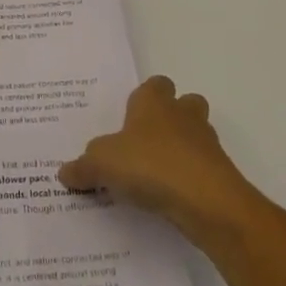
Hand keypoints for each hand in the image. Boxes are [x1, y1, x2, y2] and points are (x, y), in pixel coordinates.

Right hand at [59, 76, 255, 244]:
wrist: (207, 201)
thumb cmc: (151, 165)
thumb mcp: (102, 164)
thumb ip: (83, 167)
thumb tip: (64, 172)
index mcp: (154, 102)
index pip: (154, 84)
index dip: (143, 98)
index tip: (128, 118)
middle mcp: (183, 114)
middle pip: (184, 103)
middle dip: (171, 118)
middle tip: (145, 143)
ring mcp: (207, 143)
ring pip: (197, 135)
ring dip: (182, 148)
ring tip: (157, 174)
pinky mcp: (220, 173)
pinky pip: (203, 168)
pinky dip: (191, 178)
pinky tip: (171, 199)